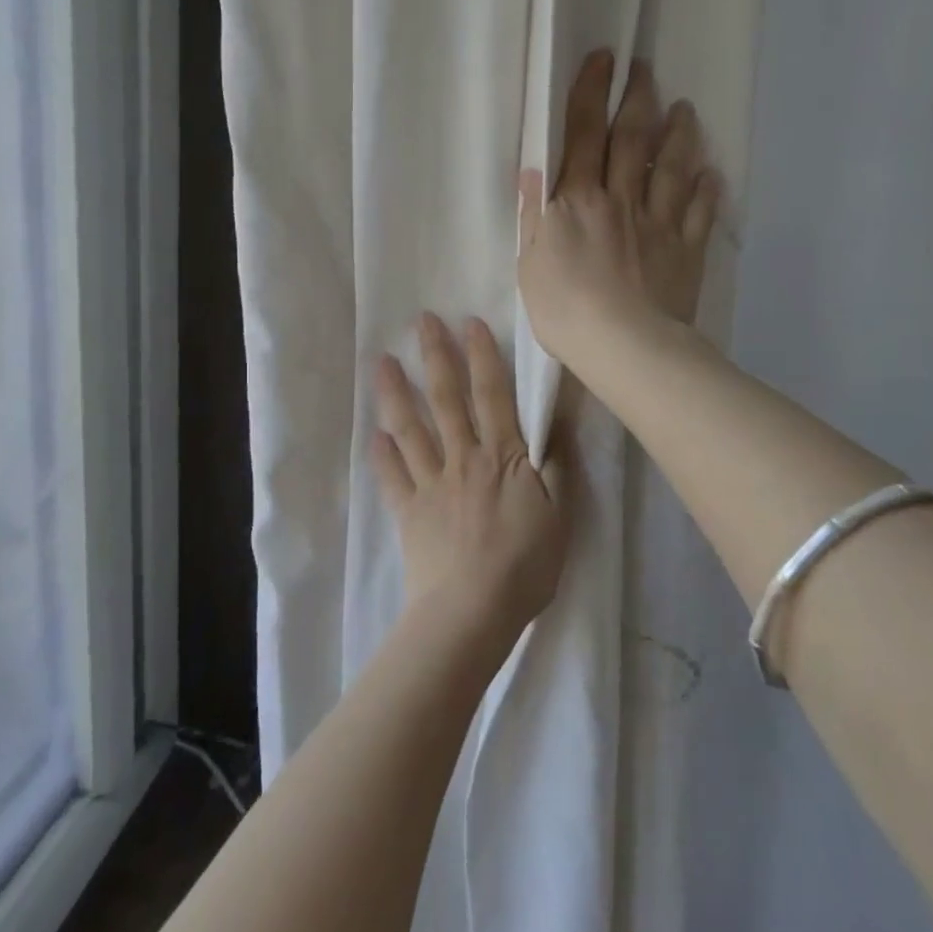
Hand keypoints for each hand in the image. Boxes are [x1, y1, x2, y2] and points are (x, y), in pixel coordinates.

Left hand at [371, 314, 572, 642]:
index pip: (492, 395)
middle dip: (435, 356)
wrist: (472, 610)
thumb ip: (557, 467)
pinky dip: (381, 455)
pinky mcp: (409, 512)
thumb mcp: (560, 515)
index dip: (482, 357)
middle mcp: (463, 459)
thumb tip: (556, 424)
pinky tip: (372, 435)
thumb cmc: (525, 565)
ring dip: (396, 393)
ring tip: (382, 362)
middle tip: (421, 321)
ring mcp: (431, 484)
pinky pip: (392, 477)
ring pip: (411, 429)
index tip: (469, 322)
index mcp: (502, 457)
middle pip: (447, 400)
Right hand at [518, 50, 719, 365]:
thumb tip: (534, 170)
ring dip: (679, 135)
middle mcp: (621, 199)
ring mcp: (658, 222)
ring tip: (685, 110)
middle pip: (632, 139)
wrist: (625, 346)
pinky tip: (712, 174)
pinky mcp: (685, 249)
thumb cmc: (565, 310)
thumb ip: (533, 217)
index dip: (592, 93)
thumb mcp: (530, 265)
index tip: (604, 59)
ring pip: (672, 167)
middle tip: (645, 69)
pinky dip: (706, 190)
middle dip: (638, 99)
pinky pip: (698, 212)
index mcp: (578, 201)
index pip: (583, 134)